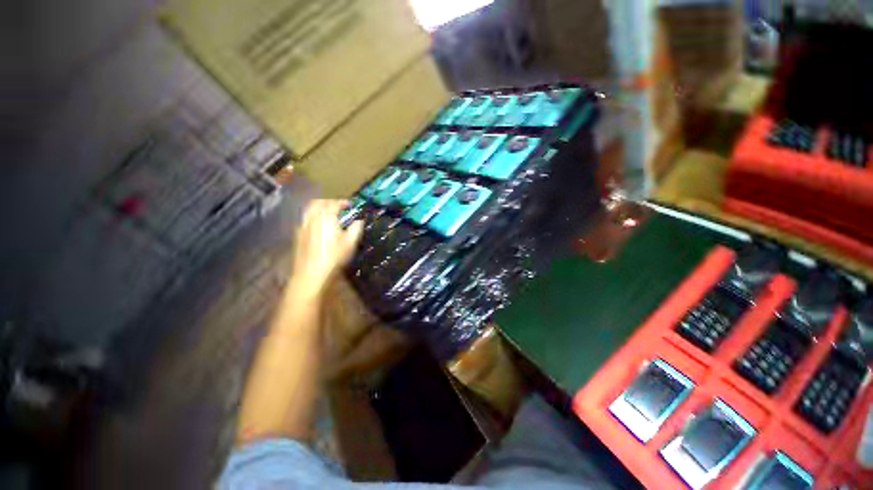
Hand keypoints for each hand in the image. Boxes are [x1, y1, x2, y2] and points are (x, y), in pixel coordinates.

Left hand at [290, 199, 362, 297]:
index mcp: (326, 218)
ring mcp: (302, 226)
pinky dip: (313, 217)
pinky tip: (318, 226)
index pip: (334, 204)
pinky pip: (305, 219)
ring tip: (328, 214)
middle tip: (338, 207)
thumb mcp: (350, 243)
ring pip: (309, 210)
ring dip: (319, 208)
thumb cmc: (334, 257)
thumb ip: (356, 228)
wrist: (311, 274)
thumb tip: (359, 220)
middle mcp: (312, 218)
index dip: (343, 202)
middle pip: (318, 203)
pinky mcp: (298, 235)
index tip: (350, 204)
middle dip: (329, 202)